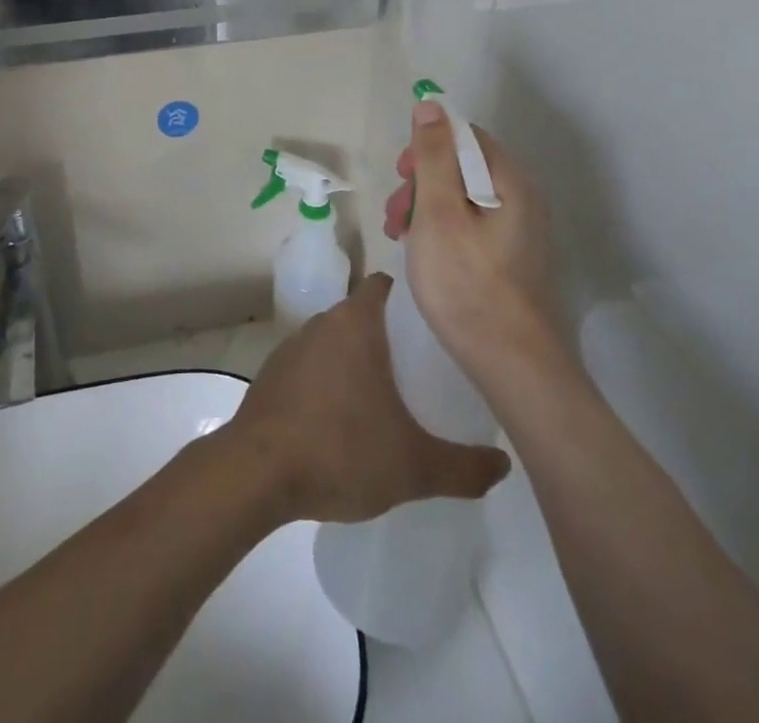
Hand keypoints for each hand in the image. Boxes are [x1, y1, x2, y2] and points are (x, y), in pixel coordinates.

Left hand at [219, 274, 510, 524]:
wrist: (256, 473)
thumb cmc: (340, 451)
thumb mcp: (413, 466)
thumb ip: (464, 467)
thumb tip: (503, 464)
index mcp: (355, 323)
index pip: (385, 286)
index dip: (410, 299)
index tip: (434, 327)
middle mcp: (321, 322)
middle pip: (362, 315)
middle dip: (389, 338)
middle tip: (420, 371)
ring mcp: (291, 346)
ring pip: (335, 341)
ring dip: (356, 361)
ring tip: (384, 399)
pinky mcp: (272, 374)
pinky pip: (310, 366)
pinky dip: (327, 382)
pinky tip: (341, 420)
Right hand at [383, 101, 571, 385]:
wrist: (512, 365)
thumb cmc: (467, 283)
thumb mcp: (438, 212)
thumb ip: (432, 156)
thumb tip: (430, 105)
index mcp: (509, 181)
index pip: (465, 136)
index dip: (428, 145)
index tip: (401, 175)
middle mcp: (521, 198)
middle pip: (463, 166)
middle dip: (421, 181)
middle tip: (395, 214)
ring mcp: (519, 230)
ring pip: (462, 198)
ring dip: (425, 207)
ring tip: (400, 237)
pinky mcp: (511, 258)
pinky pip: (470, 225)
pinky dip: (441, 229)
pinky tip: (422, 254)